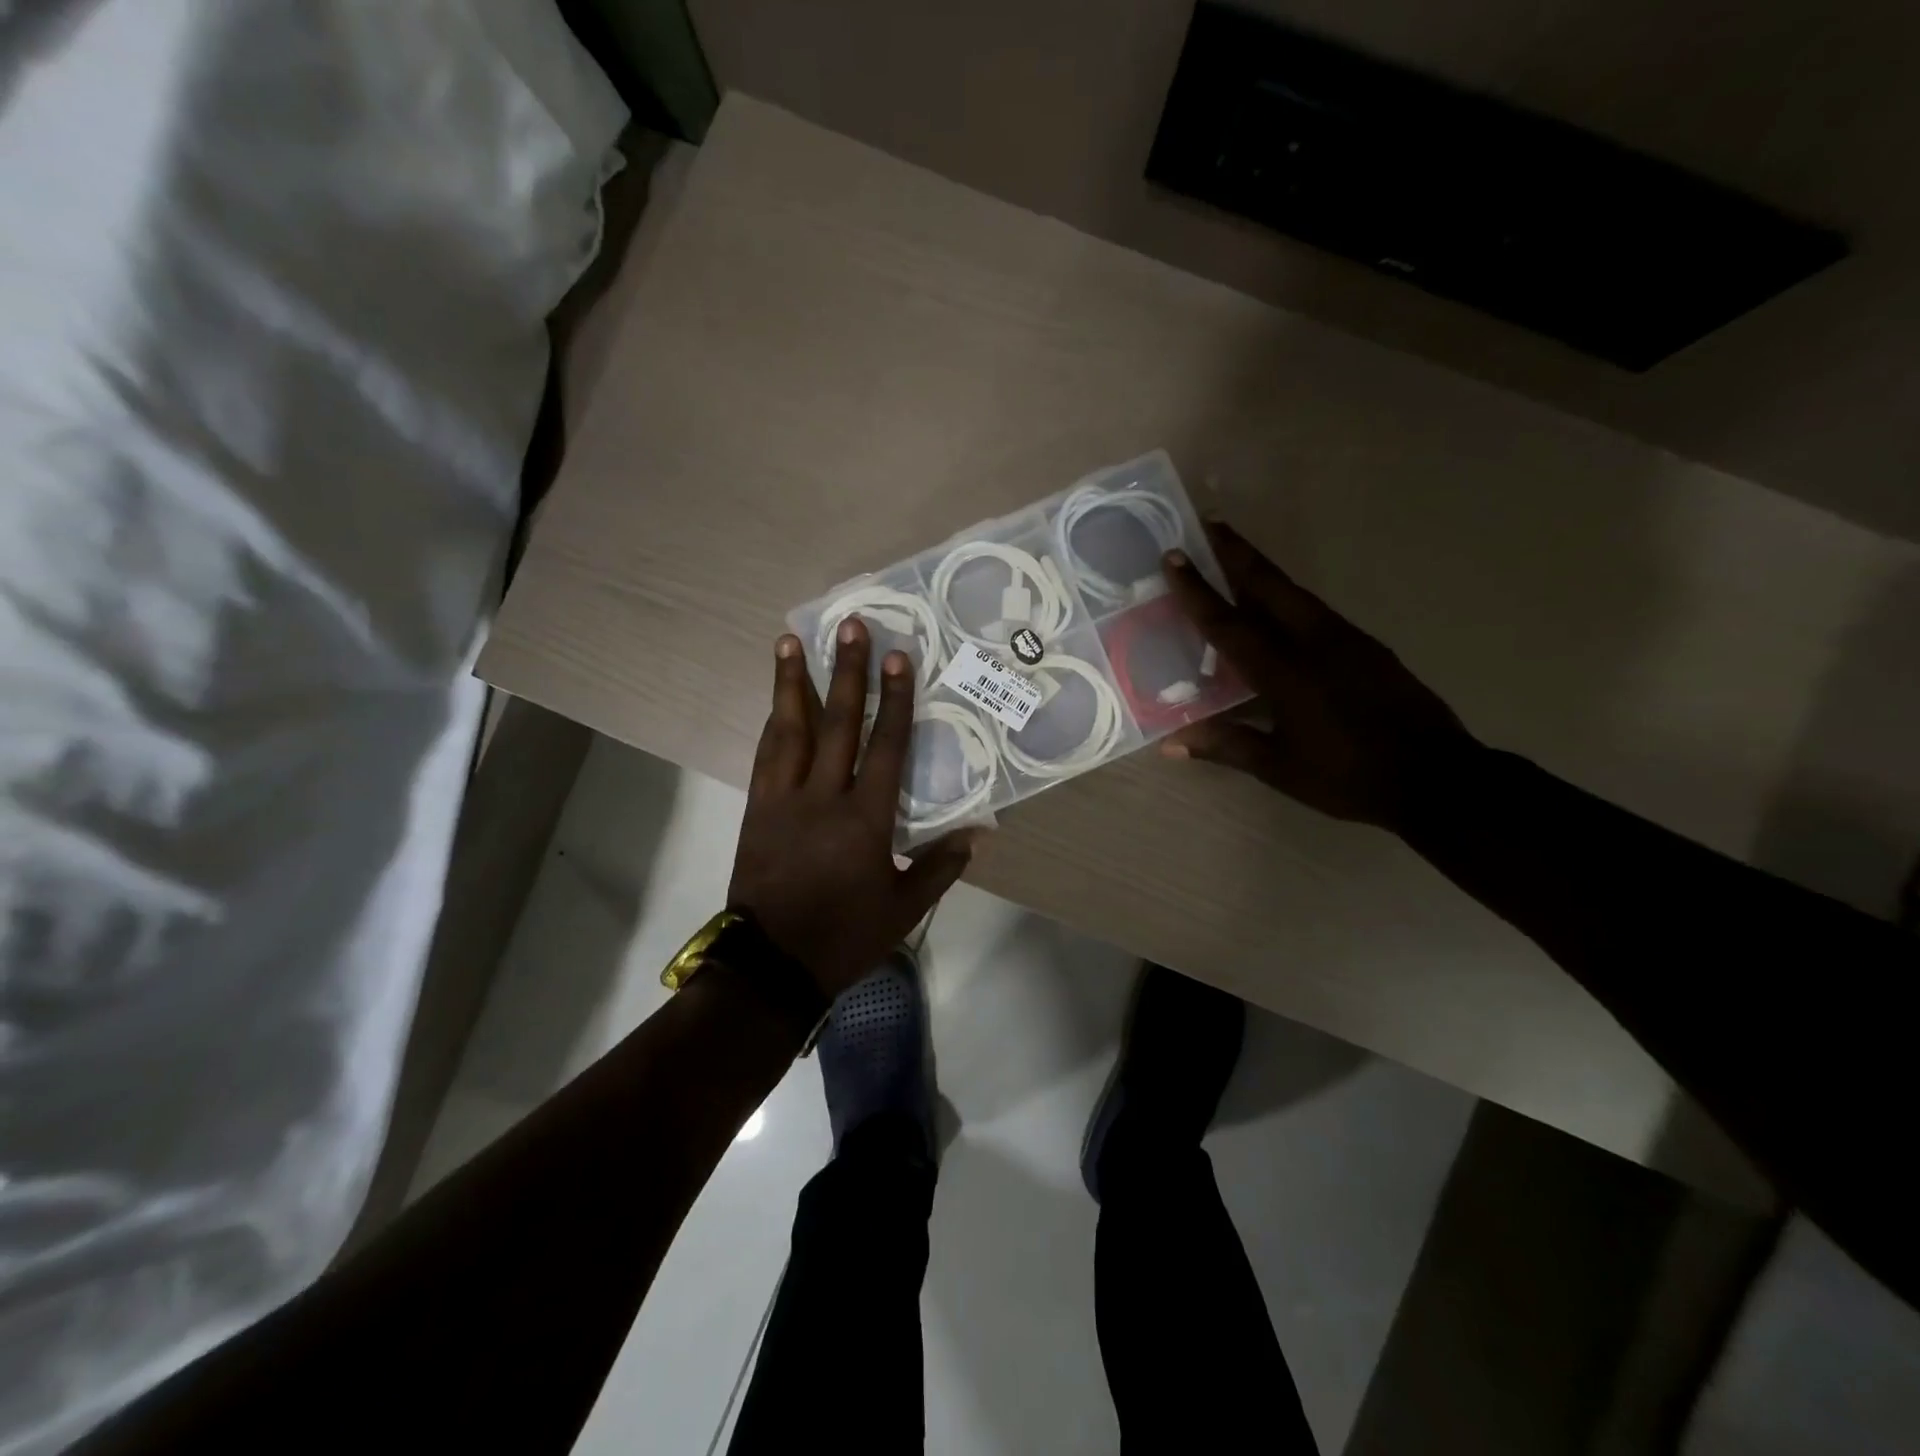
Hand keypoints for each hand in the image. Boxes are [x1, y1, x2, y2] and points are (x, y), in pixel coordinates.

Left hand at [728, 619, 975, 997]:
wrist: (773, 964)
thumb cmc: (846, 935)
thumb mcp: (904, 907)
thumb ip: (942, 866)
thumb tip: (980, 833)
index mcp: (865, 819)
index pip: (885, 746)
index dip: (894, 699)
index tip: (897, 657)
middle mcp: (824, 797)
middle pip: (838, 723)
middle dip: (846, 672)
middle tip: (849, 627)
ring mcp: (784, 800)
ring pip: (790, 730)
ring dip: (792, 683)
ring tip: (790, 641)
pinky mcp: (758, 809)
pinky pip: (766, 756)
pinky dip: (774, 724)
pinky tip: (776, 702)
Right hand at [1160, 522, 1480, 833]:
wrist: (1437, 778)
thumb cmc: (1348, 777)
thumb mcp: (1280, 768)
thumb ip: (1226, 746)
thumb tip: (1169, 744)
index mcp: (1286, 672)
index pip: (1230, 624)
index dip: (1198, 591)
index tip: (1174, 556)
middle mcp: (1315, 643)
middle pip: (1270, 586)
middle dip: (1237, 553)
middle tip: (1208, 525)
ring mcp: (1347, 640)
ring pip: (1296, 594)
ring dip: (1263, 572)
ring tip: (1236, 558)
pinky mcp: (1368, 648)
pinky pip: (1316, 612)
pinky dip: (1288, 599)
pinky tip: (1280, 609)